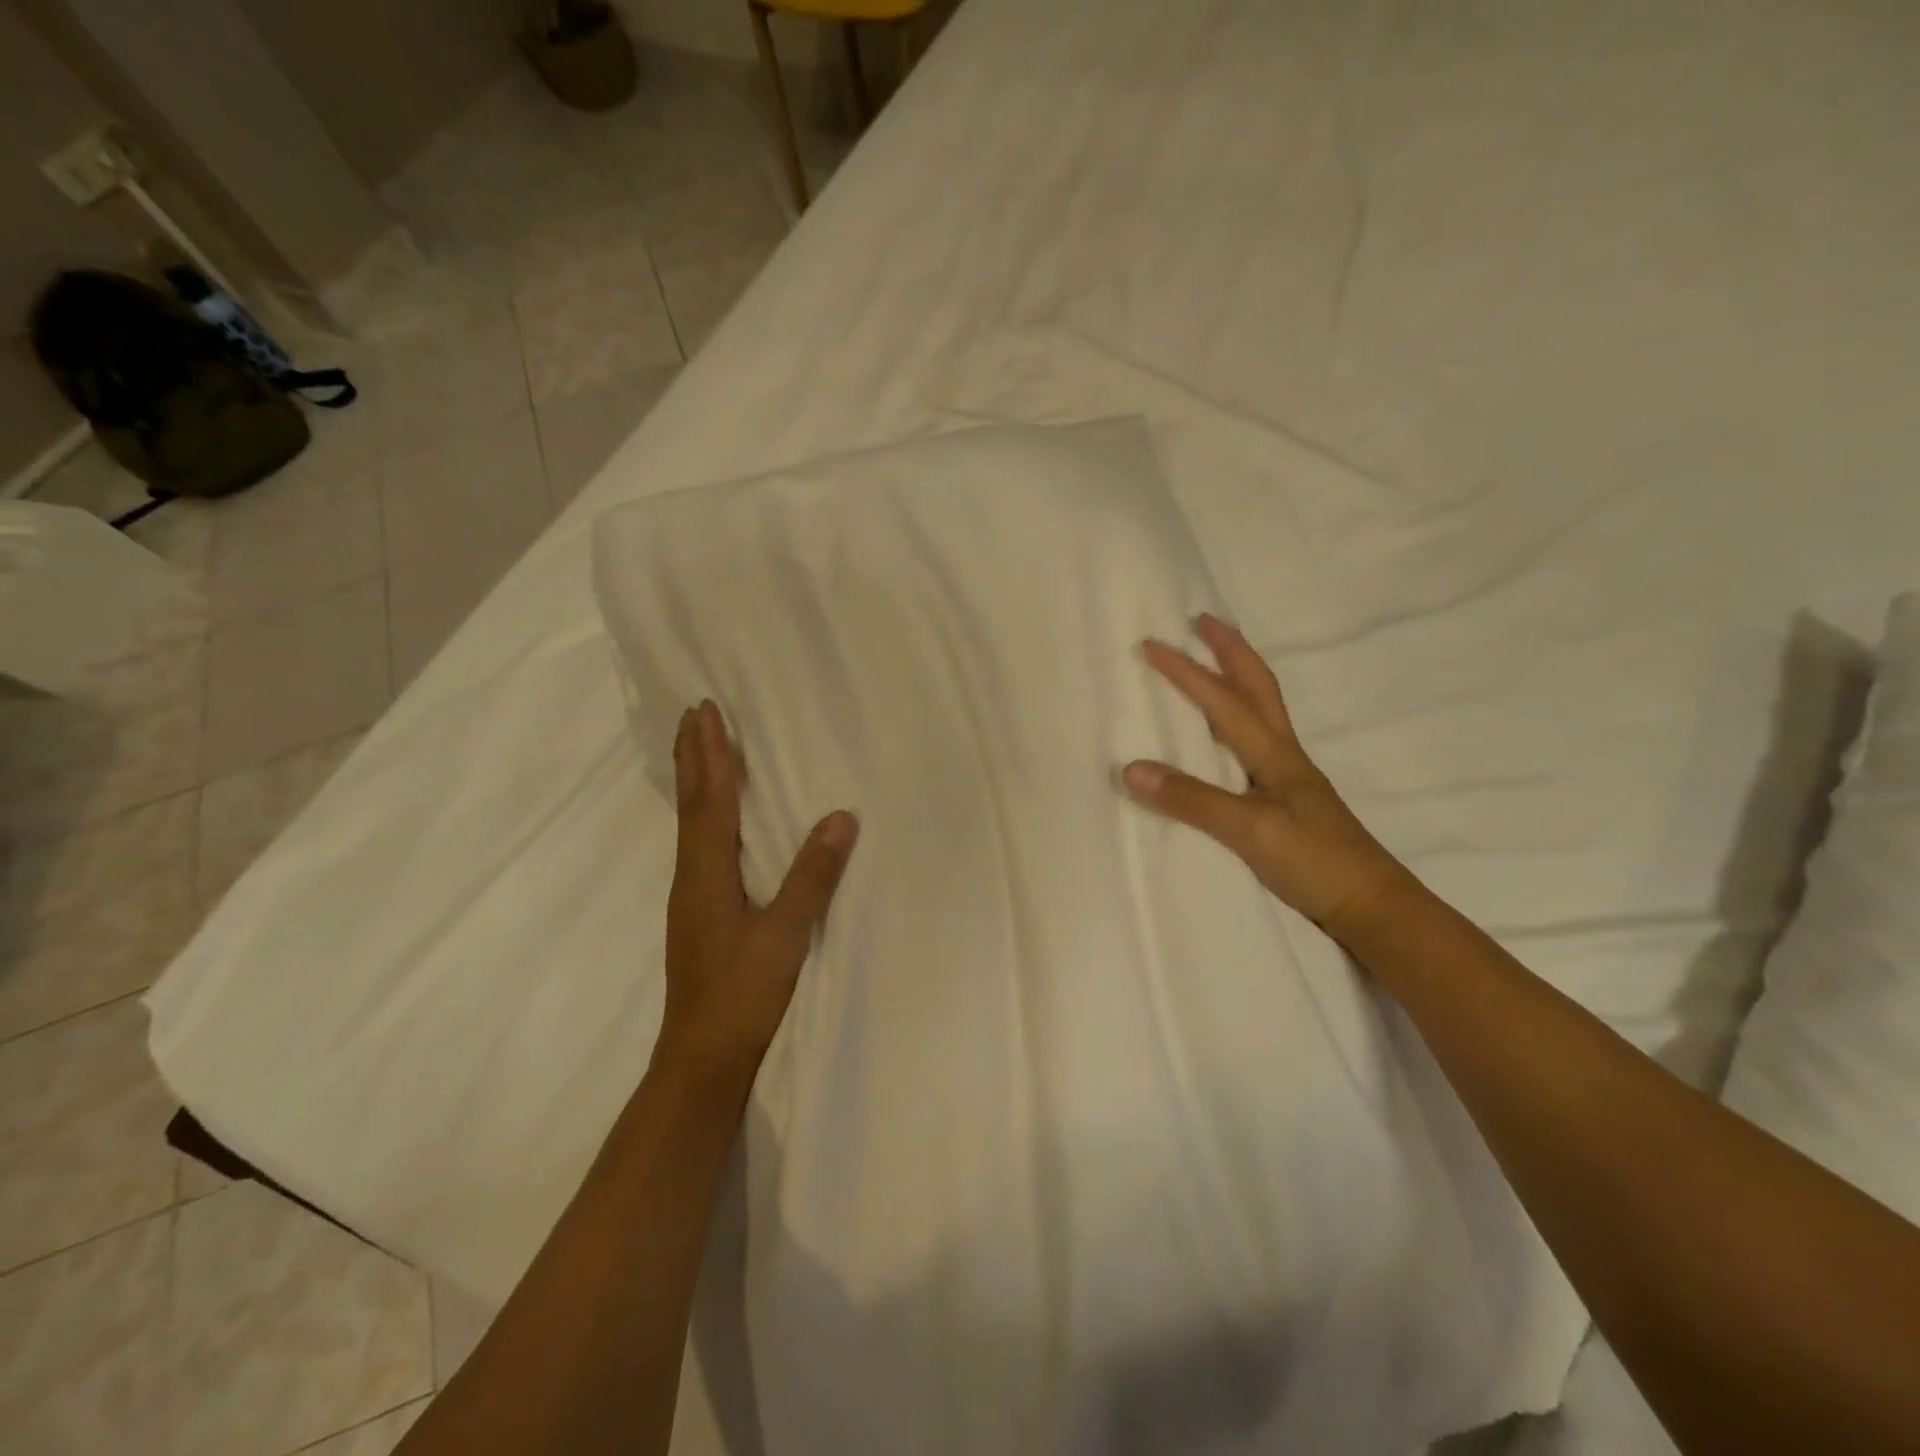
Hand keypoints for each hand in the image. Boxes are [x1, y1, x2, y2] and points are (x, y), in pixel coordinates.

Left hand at [659, 701, 858, 1084]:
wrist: (700, 1059)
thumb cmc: (742, 996)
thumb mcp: (785, 936)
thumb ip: (812, 876)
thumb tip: (841, 817)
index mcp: (707, 874)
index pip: (709, 801)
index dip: (710, 755)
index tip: (705, 711)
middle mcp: (691, 877)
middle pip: (690, 805)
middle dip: (693, 757)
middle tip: (693, 714)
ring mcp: (692, 897)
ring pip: (691, 824)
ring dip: (696, 781)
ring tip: (701, 750)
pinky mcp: (699, 913)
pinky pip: (699, 845)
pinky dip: (703, 814)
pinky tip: (714, 820)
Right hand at [1122, 614, 1412, 941]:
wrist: (1371, 906)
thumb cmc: (1314, 862)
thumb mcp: (1250, 830)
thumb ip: (1193, 800)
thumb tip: (1132, 769)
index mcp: (1275, 754)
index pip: (1225, 701)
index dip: (1187, 671)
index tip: (1152, 644)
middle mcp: (1284, 755)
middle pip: (1258, 687)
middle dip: (1230, 650)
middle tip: (1203, 622)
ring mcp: (1289, 777)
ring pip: (1263, 710)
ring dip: (1238, 678)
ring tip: (1214, 662)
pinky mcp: (1288, 799)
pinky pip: (1257, 741)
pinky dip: (1239, 718)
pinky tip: (1226, 735)